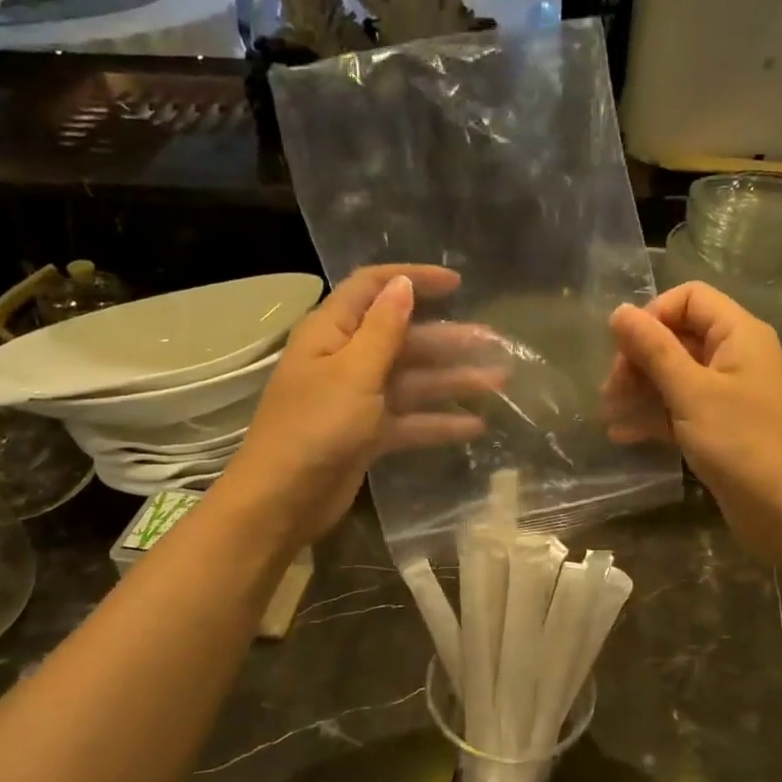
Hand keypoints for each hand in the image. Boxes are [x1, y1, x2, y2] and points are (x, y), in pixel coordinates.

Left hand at [221, 264, 504, 549]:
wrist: (283, 500)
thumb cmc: (315, 427)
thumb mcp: (353, 373)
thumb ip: (383, 329)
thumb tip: (403, 283)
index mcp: (331, 333)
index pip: (372, 289)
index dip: (412, 280)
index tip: (456, 284)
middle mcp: (345, 360)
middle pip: (402, 338)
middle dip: (446, 339)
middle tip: (493, 342)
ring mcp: (357, 400)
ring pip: (412, 380)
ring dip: (451, 380)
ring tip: (498, 382)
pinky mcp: (367, 435)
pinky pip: (409, 420)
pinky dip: (438, 422)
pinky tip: (475, 427)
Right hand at [603, 282, 781, 559]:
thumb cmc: (741, 444)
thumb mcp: (691, 393)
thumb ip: (653, 350)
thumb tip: (619, 311)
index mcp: (738, 335)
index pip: (689, 298)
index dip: (652, 316)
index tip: (623, 349)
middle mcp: (735, 356)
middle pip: (678, 336)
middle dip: (639, 358)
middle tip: (610, 390)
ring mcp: (728, 392)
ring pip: (675, 374)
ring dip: (640, 389)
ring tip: (608, 413)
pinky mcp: (720, 425)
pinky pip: (681, 407)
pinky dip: (654, 416)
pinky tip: (623, 434)